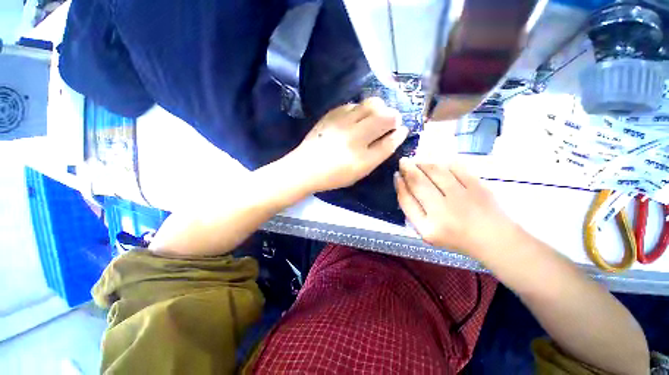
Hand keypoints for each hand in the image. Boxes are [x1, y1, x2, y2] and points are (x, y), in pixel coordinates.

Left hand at [288, 98, 408, 192]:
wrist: (306, 167)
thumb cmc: (334, 175)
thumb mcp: (360, 172)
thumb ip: (378, 155)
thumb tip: (395, 136)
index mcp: (363, 159)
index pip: (390, 141)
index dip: (399, 134)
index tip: (402, 129)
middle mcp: (355, 138)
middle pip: (385, 117)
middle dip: (394, 117)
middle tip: (390, 122)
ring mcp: (343, 123)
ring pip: (371, 104)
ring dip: (379, 108)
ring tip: (375, 117)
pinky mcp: (332, 114)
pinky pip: (354, 104)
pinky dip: (361, 109)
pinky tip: (357, 117)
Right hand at [394, 158, 517, 256]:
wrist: (493, 238)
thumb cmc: (454, 236)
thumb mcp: (426, 231)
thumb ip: (412, 210)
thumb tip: (402, 183)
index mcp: (428, 228)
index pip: (406, 200)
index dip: (399, 185)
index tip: (396, 175)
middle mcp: (443, 212)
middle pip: (418, 183)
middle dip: (407, 168)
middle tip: (403, 161)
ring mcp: (462, 198)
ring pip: (435, 171)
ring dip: (423, 163)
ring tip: (417, 162)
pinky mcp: (478, 187)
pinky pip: (455, 167)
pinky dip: (443, 163)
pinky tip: (438, 164)